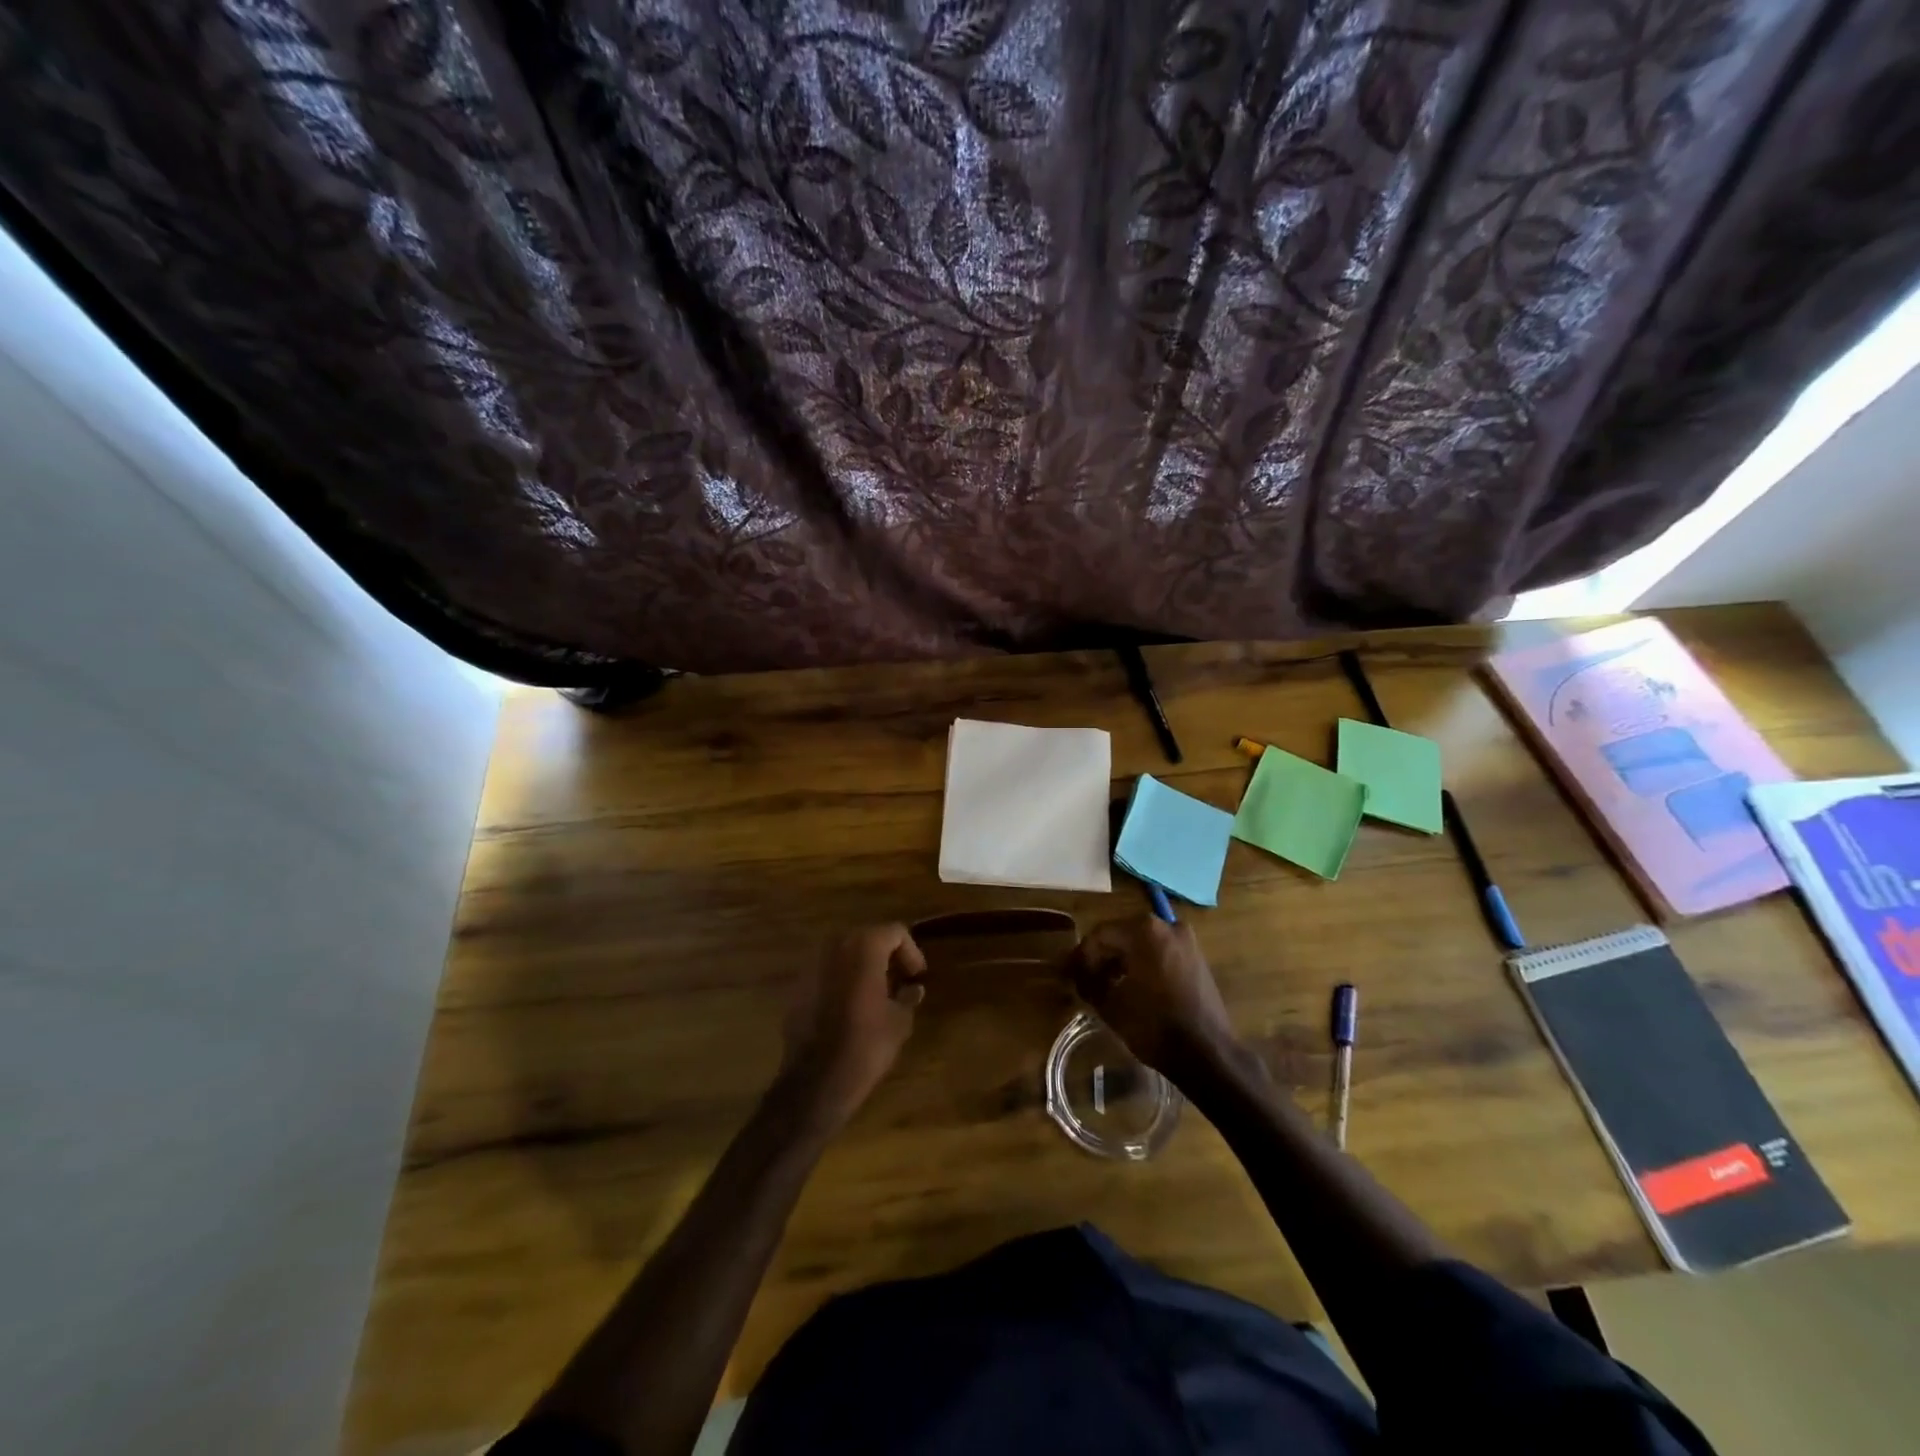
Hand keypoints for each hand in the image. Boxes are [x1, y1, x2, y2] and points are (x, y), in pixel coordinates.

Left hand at [779, 923, 925, 1131]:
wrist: (816, 1080)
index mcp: (864, 947)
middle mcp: (834, 946)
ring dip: (861, 965)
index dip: (911, 951)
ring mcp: (811, 964)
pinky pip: (826, 972)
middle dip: (885, 955)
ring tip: (875, 991)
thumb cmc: (866, 1045)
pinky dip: (841, 980)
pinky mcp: (797, 986)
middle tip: (899, 979)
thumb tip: (912, 989)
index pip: (894, 932)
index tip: (917, 976)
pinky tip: (849, 1005)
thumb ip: (907, 997)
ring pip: (843, 953)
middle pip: (866, 937)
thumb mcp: (899, 1021)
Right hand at [1067, 916, 1245, 1077]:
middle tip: (1086, 981)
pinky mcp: (1197, 958)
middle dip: (1102, 957)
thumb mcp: (1110, 1005)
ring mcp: (1186, 941)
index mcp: (1143, 929)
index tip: (1070, 976)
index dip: (1081, 956)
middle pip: (1122, 935)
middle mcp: (1167, 925)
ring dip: (1122, 961)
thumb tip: (1078, 976)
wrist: (1208, 1053)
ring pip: (1142, 944)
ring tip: (1107, 987)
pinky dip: (1143, 965)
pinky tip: (1133, 989)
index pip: (1100, 935)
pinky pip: (1160, 953)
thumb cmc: (1154, 1025)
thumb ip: (1088, 982)